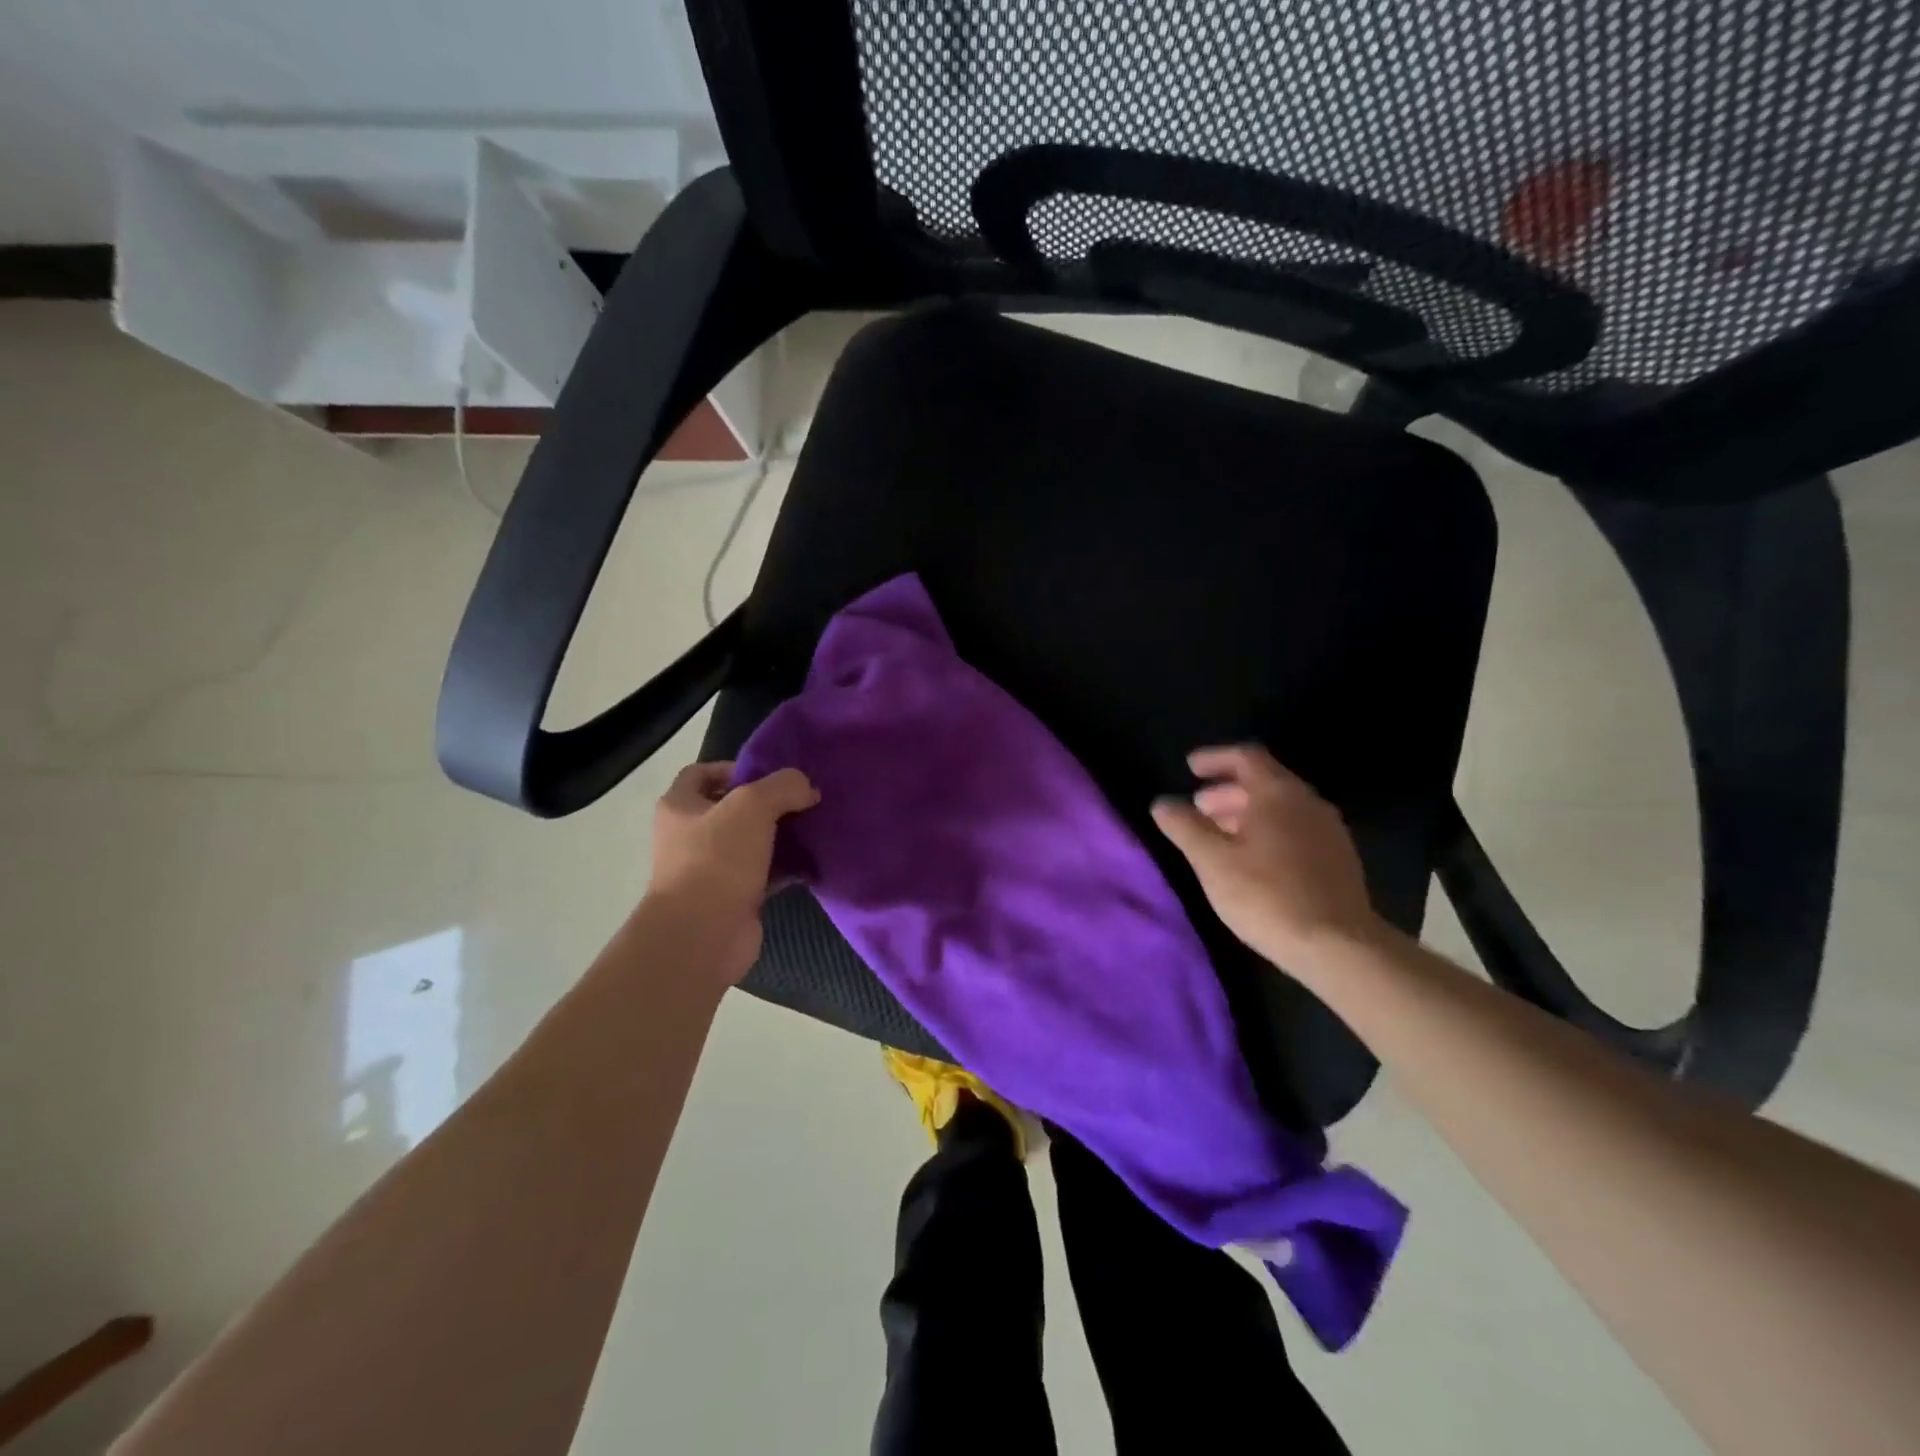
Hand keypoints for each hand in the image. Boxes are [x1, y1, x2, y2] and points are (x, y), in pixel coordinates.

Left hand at [643, 762, 819, 983]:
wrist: (702, 935)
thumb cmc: (716, 860)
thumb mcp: (752, 806)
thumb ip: (783, 786)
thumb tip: (807, 787)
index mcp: (680, 807)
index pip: (700, 773)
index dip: (734, 768)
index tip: (770, 774)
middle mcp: (690, 836)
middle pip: (731, 809)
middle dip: (767, 803)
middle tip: (802, 799)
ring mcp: (710, 870)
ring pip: (751, 842)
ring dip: (780, 835)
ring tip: (814, 825)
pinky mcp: (733, 898)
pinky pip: (764, 874)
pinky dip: (786, 867)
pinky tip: (813, 860)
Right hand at [1151, 745, 1382, 974]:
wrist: (1339, 947)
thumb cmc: (1267, 896)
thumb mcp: (1212, 861)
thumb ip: (1184, 826)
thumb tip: (1162, 803)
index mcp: (1278, 793)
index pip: (1246, 757)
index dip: (1215, 758)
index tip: (1190, 768)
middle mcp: (1308, 802)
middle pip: (1265, 781)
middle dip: (1227, 791)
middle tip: (1199, 809)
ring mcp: (1328, 830)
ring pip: (1281, 808)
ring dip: (1247, 813)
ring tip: (1219, 837)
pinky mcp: (1338, 859)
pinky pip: (1296, 829)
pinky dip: (1268, 831)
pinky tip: (1252, 860)